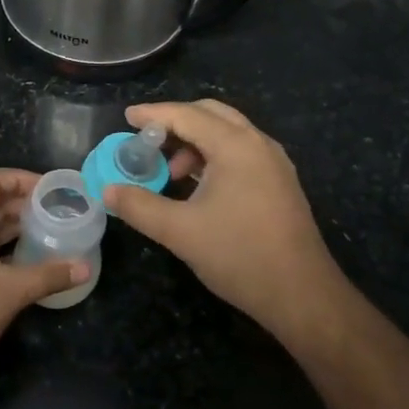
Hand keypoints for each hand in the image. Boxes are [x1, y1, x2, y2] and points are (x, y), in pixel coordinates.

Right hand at [103, 101, 346, 334]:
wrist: (301, 294)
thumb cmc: (239, 255)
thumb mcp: (179, 231)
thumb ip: (139, 206)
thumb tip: (107, 191)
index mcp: (236, 146)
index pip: (187, 115)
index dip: (153, 114)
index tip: (126, 118)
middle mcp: (258, 144)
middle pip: (211, 114)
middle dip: (176, 123)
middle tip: (147, 142)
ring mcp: (274, 163)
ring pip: (228, 134)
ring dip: (195, 143)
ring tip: (170, 174)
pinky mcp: (280, 183)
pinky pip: (241, 153)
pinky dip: (214, 157)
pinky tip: (198, 188)